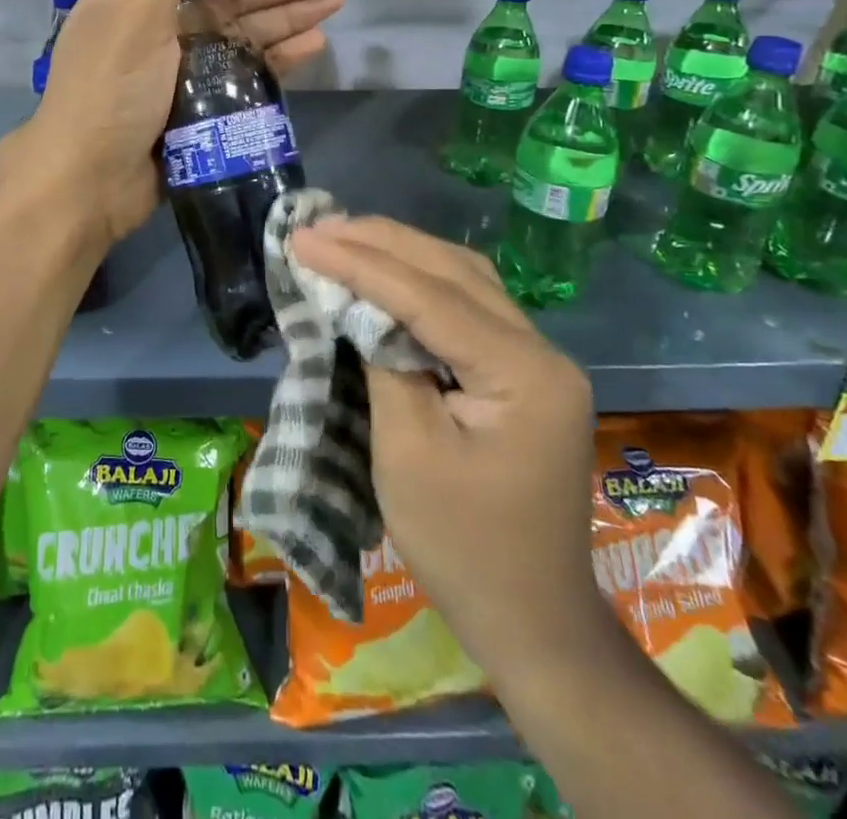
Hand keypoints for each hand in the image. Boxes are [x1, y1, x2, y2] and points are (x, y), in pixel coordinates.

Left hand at [0, 0, 343, 243]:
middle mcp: (162, 31)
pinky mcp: (203, 111)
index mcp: (138, 0)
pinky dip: (276, 60)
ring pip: (244, 36)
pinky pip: (246, 76)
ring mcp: (184, 74)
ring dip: (288, 19)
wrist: (89, 183)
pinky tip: (311, 47)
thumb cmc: (109, 91)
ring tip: (335, 5)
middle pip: (229, 0)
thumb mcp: (134, 13)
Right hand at [289, 216, 599, 670]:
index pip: (430, 296)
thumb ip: (384, 363)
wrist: (531, 620)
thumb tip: (355, 304)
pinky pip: (467, 305)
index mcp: (524, 373)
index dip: (360, 263)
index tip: (304, 239)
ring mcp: (537, 359)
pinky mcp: (520, 372)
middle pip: (453, 271)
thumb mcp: (407, 454)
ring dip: (401, 252)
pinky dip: (419, 281)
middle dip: (380, 243)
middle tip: (318, 227)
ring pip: (464, 279)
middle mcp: (542, 351)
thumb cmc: (463, 547)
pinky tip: (384, 271)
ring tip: (343, 236)